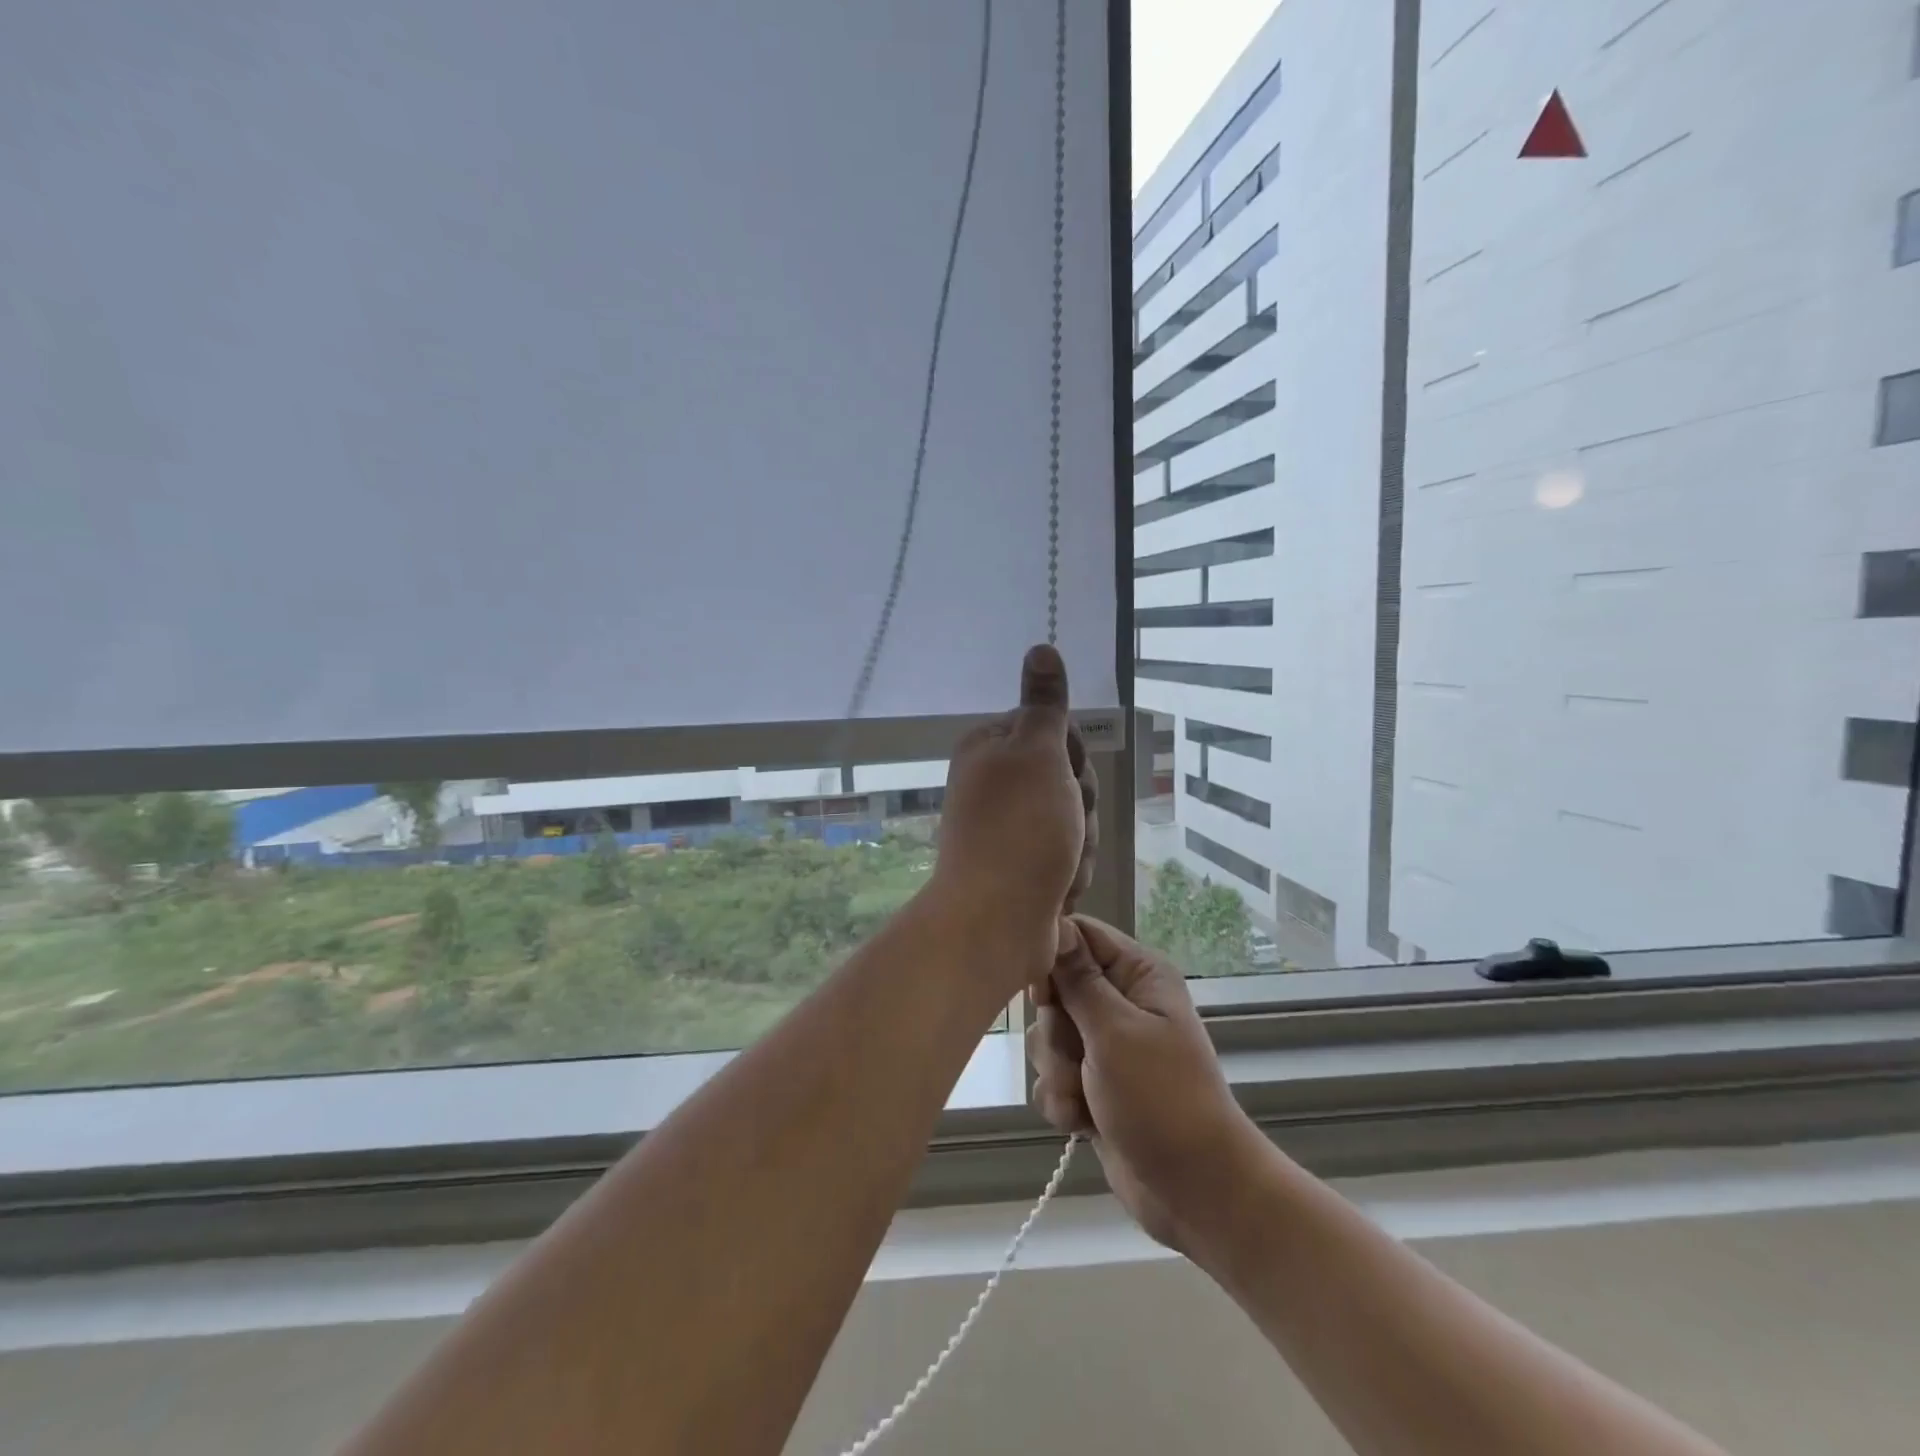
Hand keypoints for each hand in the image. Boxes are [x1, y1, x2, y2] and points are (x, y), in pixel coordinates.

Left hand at [931, 645, 1097, 986]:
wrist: (995, 923)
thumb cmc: (1020, 830)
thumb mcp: (1038, 753)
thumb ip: (1045, 703)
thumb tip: (1041, 645)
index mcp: (989, 747)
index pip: (1056, 731)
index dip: (1072, 757)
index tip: (1064, 777)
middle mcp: (995, 782)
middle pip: (1068, 777)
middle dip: (1079, 806)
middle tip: (1063, 826)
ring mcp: (1008, 827)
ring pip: (1074, 820)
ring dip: (1079, 845)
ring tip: (1060, 866)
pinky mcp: (1022, 866)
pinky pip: (1067, 857)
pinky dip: (1070, 873)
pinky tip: (1057, 889)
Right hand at [1029, 914, 1257, 1254]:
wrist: (1195, 1191)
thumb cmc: (1161, 1099)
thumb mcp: (1115, 1031)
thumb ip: (1077, 979)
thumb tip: (1054, 922)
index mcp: (1137, 974)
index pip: (1078, 935)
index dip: (1051, 958)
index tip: (1042, 993)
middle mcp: (1120, 1001)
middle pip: (1055, 989)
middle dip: (1056, 1032)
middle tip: (1079, 1057)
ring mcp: (1106, 1045)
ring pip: (1048, 1037)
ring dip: (1058, 1072)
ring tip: (1085, 1098)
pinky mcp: (1093, 1084)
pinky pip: (1053, 1076)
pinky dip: (1062, 1099)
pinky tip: (1082, 1122)